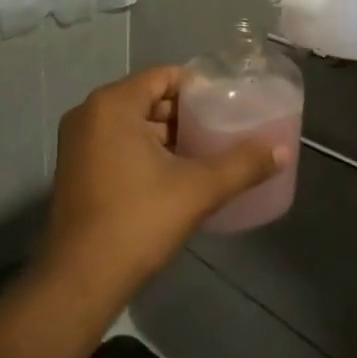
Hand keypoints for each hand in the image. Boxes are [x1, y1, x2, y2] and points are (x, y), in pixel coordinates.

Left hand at [41, 67, 288, 297]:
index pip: (162, 76)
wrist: (80, 280)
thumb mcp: (197, 190)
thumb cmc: (138, 221)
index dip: (196, 87)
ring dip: (164, 133)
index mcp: (112, 104)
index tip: (225, 102)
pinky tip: (173, 172)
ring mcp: (76, 141)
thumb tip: (282, 151)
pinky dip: (142, 149)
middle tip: (219, 127)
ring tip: (203, 150)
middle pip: (146, 98)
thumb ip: (241, 165)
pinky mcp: (74, 168)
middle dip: (182, 113)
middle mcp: (89, 113)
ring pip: (130, 123)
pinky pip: (115, 142)